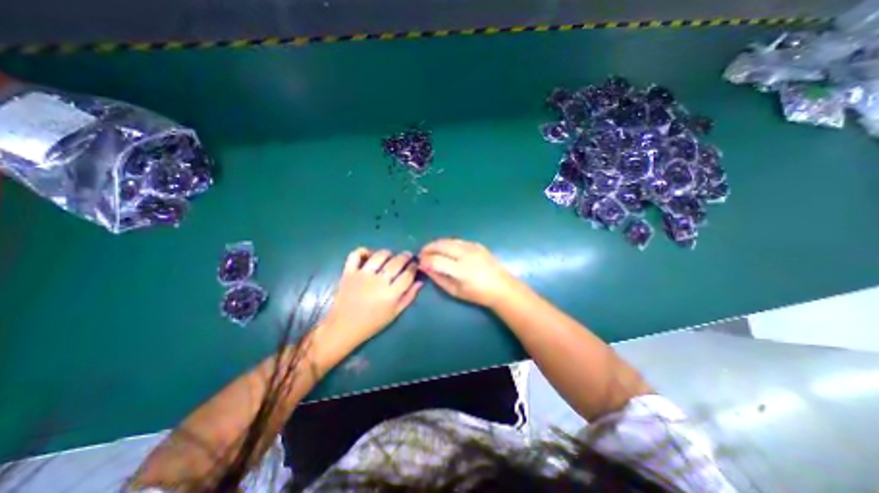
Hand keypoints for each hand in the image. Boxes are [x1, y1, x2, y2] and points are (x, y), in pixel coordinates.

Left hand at [323, 248, 423, 347]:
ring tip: (391, 256)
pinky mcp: (349, 272)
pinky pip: (356, 255)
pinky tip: (369, 255)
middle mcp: (378, 281)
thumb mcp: (395, 313)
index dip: (414, 267)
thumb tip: (420, 281)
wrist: (343, 327)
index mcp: (391, 294)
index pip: (408, 274)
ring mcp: (362, 275)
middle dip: (405, 257)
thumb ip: (409, 296)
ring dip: (388, 253)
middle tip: (407, 256)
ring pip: (380, 255)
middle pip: (397, 262)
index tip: (415, 265)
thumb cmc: (372, 323)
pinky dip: (363, 251)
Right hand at [418, 239, 519, 308]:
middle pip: (440, 245)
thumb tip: (425, 268)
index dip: (424, 261)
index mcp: (461, 270)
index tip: (420, 264)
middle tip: (422, 254)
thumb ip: (438, 278)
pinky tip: (446, 250)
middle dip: (428, 248)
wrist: (501, 287)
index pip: (435, 260)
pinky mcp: (477, 244)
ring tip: (432, 251)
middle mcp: (466, 255)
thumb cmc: (478, 294)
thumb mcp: (455, 291)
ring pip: (448, 240)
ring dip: (437, 244)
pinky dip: (448, 243)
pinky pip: (457, 240)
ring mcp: (472, 247)